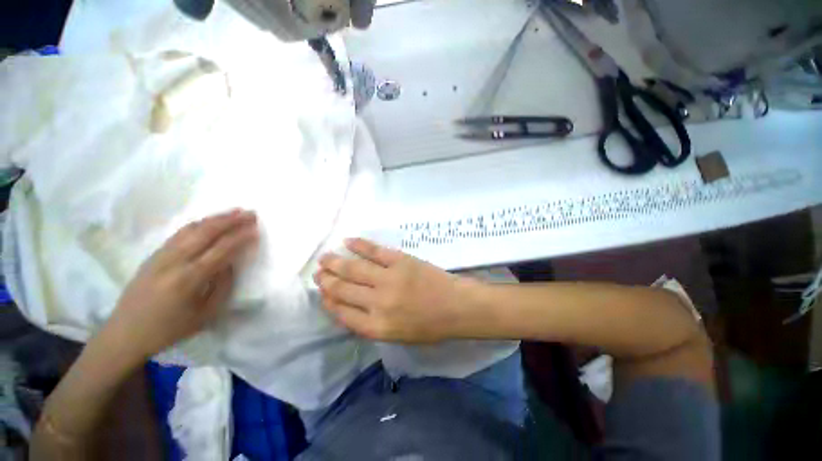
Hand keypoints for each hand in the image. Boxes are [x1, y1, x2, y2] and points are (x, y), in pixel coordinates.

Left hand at [107, 209, 258, 359]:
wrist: (125, 333)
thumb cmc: (170, 329)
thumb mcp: (206, 314)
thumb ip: (222, 286)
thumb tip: (230, 263)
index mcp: (189, 279)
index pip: (221, 250)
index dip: (240, 238)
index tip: (256, 230)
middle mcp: (174, 262)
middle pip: (206, 233)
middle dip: (231, 220)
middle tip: (250, 213)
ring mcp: (161, 256)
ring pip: (191, 229)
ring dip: (215, 218)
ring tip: (234, 211)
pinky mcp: (153, 255)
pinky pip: (180, 233)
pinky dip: (198, 224)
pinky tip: (209, 221)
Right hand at [315, 239, 472, 342]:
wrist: (456, 306)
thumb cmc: (430, 326)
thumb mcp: (398, 336)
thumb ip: (371, 325)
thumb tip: (350, 308)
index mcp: (377, 327)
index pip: (342, 313)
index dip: (329, 302)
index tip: (322, 294)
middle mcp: (377, 303)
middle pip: (343, 290)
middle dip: (327, 281)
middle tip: (318, 273)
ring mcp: (388, 279)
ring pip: (353, 269)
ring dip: (336, 262)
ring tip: (324, 258)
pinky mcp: (400, 261)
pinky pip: (374, 251)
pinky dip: (359, 245)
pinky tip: (347, 241)